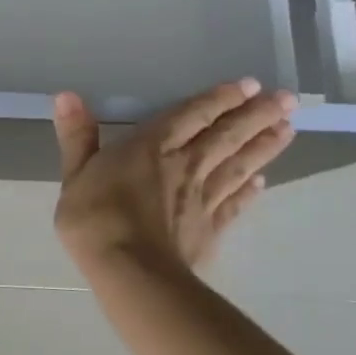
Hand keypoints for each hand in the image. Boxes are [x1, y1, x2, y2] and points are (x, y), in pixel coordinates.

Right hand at [51, 78, 297, 272]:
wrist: (130, 269)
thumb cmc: (95, 218)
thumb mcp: (74, 174)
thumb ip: (77, 137)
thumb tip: (67, 96)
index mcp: (151, 147)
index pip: (191, 115)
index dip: (220, 99)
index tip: (250, 85)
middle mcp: (184, 165)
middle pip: (226, 135)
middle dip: (256, 115)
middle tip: (287, 100)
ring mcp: (202, 197)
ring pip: (238, 165)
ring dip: (263, 146)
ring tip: (288, 129)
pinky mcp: (210, 228)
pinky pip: (234, 204)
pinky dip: (249, 191)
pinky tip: (262, 182)